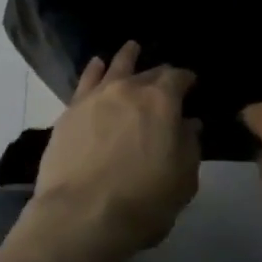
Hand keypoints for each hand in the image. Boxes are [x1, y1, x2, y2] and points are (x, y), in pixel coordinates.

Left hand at [21, 41, 199, 261]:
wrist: (82, 213)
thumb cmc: (143, 202)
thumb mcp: (182, 180)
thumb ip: (188, 146)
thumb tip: (189, 124)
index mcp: (161, 102)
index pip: (177, 78)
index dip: (186, 79)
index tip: (191, 83)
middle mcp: (128, 89)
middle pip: (147, 73)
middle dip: (158, 73)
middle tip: (164, 75)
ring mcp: (95, 96)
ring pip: (114, 68)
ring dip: (126, 58)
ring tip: (131, 48)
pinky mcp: (70, 110)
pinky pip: (86, 80)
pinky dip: (94, 70)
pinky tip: (96, 64)